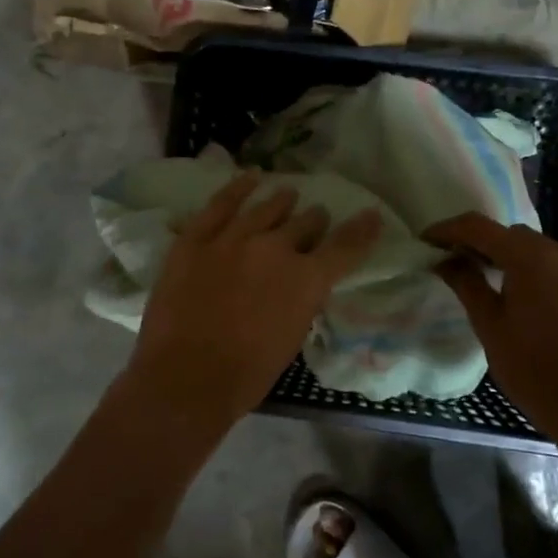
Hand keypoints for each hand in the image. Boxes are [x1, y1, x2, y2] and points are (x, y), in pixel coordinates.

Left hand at [123, 172, 381, 442]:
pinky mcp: (196, 239)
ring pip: (266, 209)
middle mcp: (275, 249)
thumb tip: (301, 283)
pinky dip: (237, 189)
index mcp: (306, 279)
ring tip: (288, 195)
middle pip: (304, 223)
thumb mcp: (292, 338)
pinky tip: (249, 179)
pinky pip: (220, 205)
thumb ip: (301, 301)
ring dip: (281, 202)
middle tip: (315, 219)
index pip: (344, 247)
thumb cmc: (246, 374)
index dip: (362, 230)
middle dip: (313, 222)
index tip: (371, 216)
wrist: (186, 378)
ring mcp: (232, 239)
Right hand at [425, 213, 557, 444]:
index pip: (479, 228)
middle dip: (475, 241)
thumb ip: (465, 282)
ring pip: (529, 244)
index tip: (424, 241)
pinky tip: (509, 284)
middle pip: (506, 233)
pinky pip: (549, 259)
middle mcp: (557, 249)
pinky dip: (525, 263)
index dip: (448, 230)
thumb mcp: (488, 323)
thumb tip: (444, 260)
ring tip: (475, 272)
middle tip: (447, 260)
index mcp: (530, 256)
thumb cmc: (529, 365)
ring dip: (501, 252)